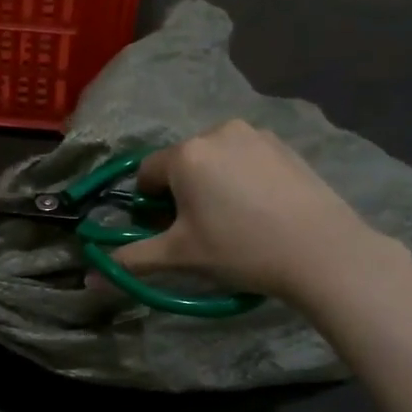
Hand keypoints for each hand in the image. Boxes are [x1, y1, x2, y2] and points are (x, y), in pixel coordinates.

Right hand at [110, 120, 396, 306]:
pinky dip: (242, 176)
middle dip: (181, 191)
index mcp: (186, 154)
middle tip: (201, 228)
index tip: (169, 231)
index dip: (150, 205)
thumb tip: (89, 279)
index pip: (147, 174)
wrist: (322, 250)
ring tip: (234, 218)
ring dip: (211, 182)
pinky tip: (260, 207)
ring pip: (214, 158)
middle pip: (181, 163)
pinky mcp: (283, 145)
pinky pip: (245, 157)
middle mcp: (216, 131)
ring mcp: (254, 134)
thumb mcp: (180, 256)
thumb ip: (132, 260)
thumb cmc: (241, 249)